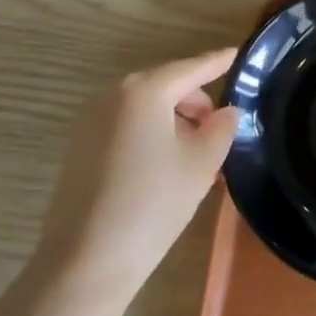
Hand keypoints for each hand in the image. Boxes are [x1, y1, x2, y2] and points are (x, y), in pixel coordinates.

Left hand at [33, 48, 240, 298]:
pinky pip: (125, 127)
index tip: (236, 54)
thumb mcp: (200, 165)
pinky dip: (149, 135)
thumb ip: (221, 129)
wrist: (85, 261)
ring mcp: (90, 120)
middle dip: (195, 103)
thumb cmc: (152, 204)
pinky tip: (165, 167)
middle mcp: (112, 95)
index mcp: (143, 91)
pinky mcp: (79, 146)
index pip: (190, 68)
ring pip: (144, 109)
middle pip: (165, 86)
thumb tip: (227, 112)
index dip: (216, 62)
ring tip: (196, 157)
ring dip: (173, 122)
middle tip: (220, 131)